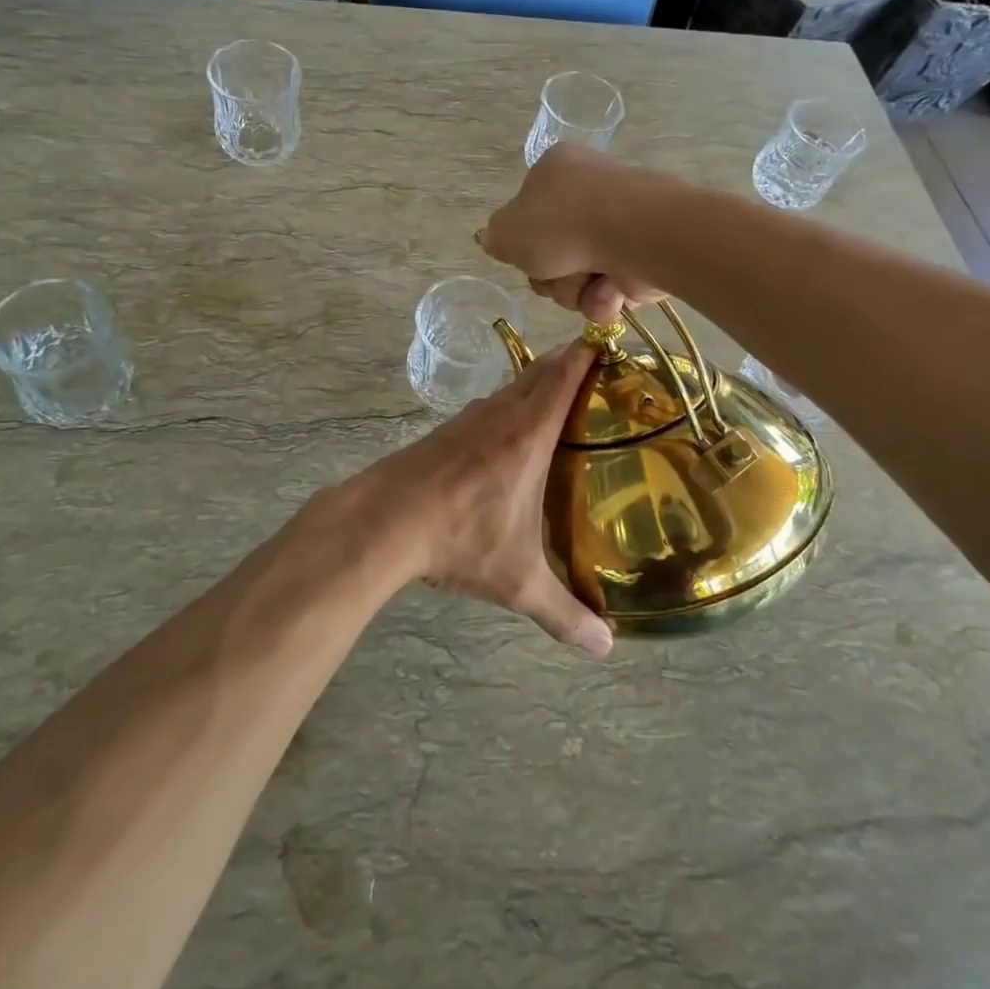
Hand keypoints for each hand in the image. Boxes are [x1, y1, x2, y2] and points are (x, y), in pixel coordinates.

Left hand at [351, 343, 612, 658]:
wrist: (383, 520)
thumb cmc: (459, 538)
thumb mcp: (516, 580)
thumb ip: (563, 612)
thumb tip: (606, 649)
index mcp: (527, 434)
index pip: (562, 378)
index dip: (584, 353)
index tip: (605, 338)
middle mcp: (499, 415)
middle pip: (538, 373)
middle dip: (565, 362)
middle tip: (594, 364)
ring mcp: (467, 421)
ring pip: (510, 389)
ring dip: (534, 382)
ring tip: (558, 394)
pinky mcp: (443, 433)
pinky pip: (486, 407)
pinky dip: (507, 404)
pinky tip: (506, 429)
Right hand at [478, 143, 663, 323]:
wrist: (635, 234)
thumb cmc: (563, 224)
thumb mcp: (506, 231)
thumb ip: (496, 238)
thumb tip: (498, 241)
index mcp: (556, 170)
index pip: (529, 212)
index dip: (524, 243)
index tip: (526, 256)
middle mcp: (590, 191)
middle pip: (552, 252)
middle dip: (550, 276)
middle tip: (554, 274)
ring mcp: (621, 223)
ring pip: (579, 276)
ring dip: (575, 290)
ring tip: (588, 284)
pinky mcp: (645, 254)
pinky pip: (610, 288)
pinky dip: (604, 298)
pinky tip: (608, 293)